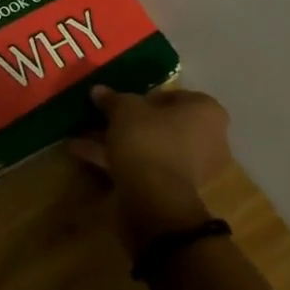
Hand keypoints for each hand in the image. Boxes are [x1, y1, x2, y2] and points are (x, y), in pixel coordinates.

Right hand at [69, 86, 231, 255]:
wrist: (154, 199)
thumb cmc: (149, 140)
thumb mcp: (125, 110)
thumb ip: (112, 99)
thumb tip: (98, 90)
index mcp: (206, 112)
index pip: (173, 96)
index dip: (143, 96)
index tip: (120, 101)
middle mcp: (207, 138)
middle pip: (160, 123)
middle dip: (127, 122)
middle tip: (100, 118)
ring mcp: (192, 168)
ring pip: (149, 146)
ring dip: (118, 141)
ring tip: (82, 136)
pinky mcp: (173, 189)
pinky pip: (145, 166)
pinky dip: (118, 160)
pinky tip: (83, 154)